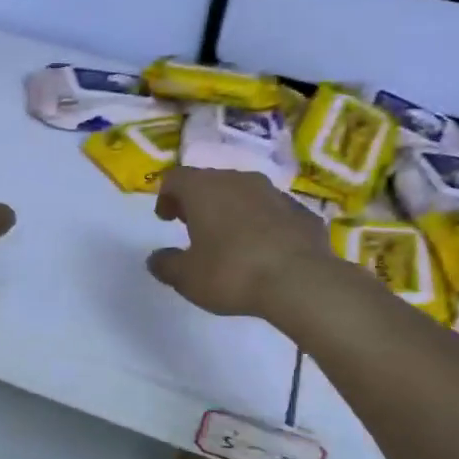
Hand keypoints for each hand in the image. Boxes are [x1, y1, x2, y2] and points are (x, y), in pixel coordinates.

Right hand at [147, 166, 333, 317]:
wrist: (300, 281)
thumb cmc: (232, 272)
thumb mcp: (187, 277)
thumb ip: (167, 265)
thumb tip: (156, 258)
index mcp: (204, 188)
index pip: (175, 177)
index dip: (166, 196)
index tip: (166, 218)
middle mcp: (238, 180)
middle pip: (210, 181)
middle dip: (198, 201)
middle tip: (193, 226)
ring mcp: (274, 193)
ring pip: (244, 193)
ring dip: (232, 210)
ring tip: (229, 238)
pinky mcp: (301, 211)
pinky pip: (272, 212)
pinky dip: (262, 223)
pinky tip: (263, 250)